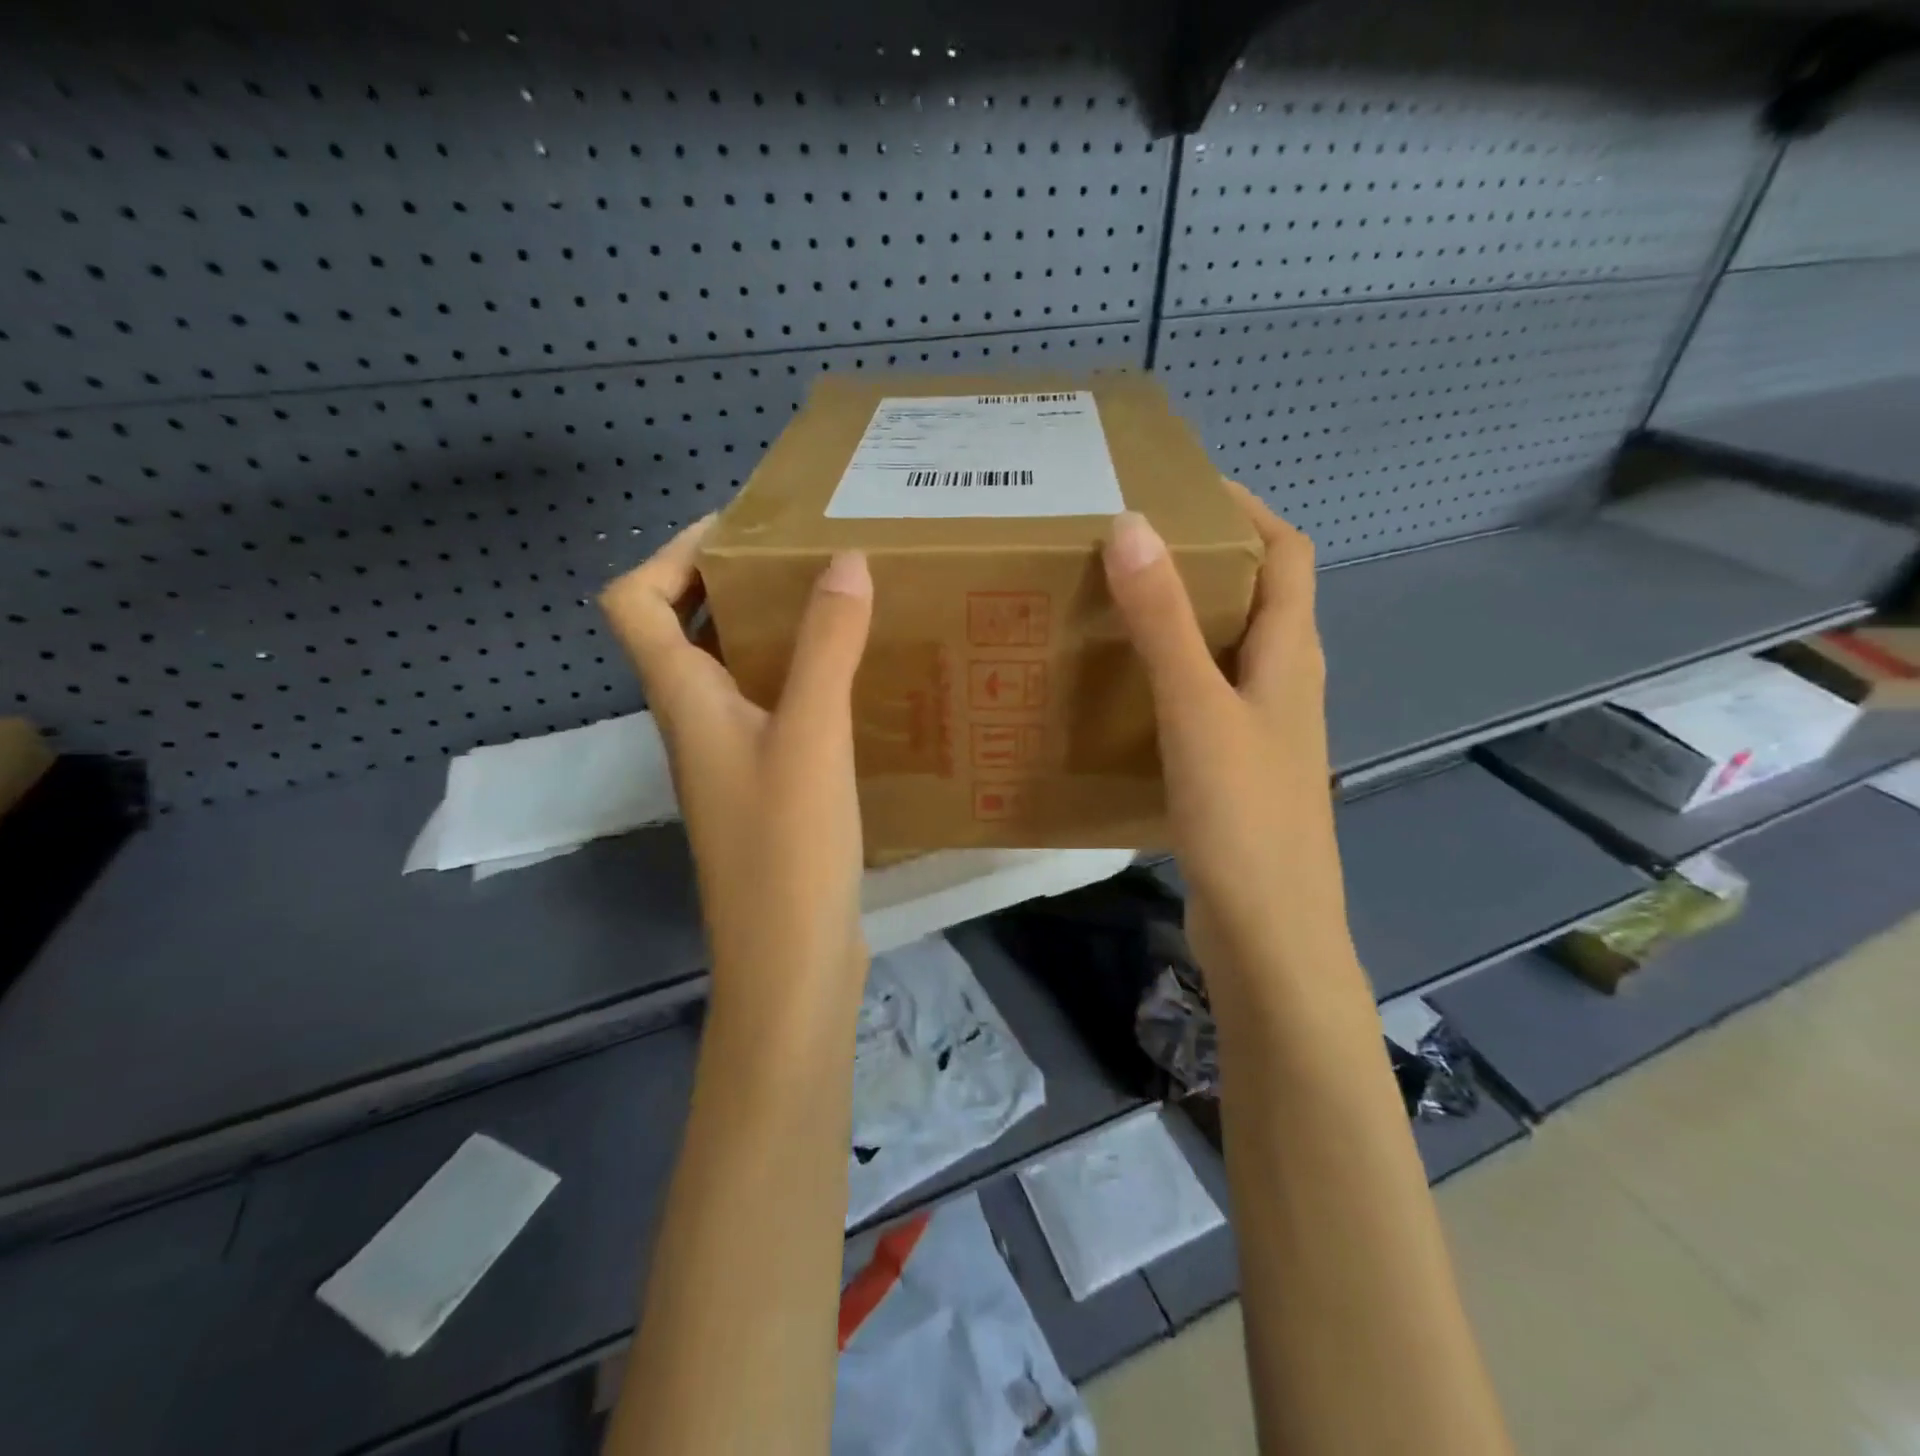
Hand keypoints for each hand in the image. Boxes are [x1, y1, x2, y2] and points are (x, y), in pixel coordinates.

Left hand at [600, 520, 875, 1016]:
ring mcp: (730, 759)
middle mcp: (695, 723)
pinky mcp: (766, 789)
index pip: (634, 602)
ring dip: (773, 632)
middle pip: (684, 630)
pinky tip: (857, 682)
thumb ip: (826, 645)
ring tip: (839, 605)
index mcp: (683, 700)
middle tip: (806, 557)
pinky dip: (802, 680)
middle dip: (734, 583)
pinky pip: (772, 710)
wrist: (790, 962)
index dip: (672, 553)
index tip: (742, 530)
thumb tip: (844, 559)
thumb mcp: (811, 736)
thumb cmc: (787, 849)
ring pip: (734, 672)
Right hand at [1103, 484, 1352, 984]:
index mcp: (1291, 657)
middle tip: (1132, 547)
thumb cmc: (1243, 818)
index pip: (1288, 554)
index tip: (1183, 489)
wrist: (1269, 935)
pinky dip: (1172, 678)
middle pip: (1259, 599)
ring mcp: (1263, 732)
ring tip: (1119, 608)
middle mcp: (1286, 685)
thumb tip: (1132, 526)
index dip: (1247, 510)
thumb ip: (1165, 623)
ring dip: (1185, 621)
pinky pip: (1205, 700)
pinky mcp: (1236, 771)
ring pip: (1228, 653)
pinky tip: (1125, 693)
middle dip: (1206, 562)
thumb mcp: (1197, 710)